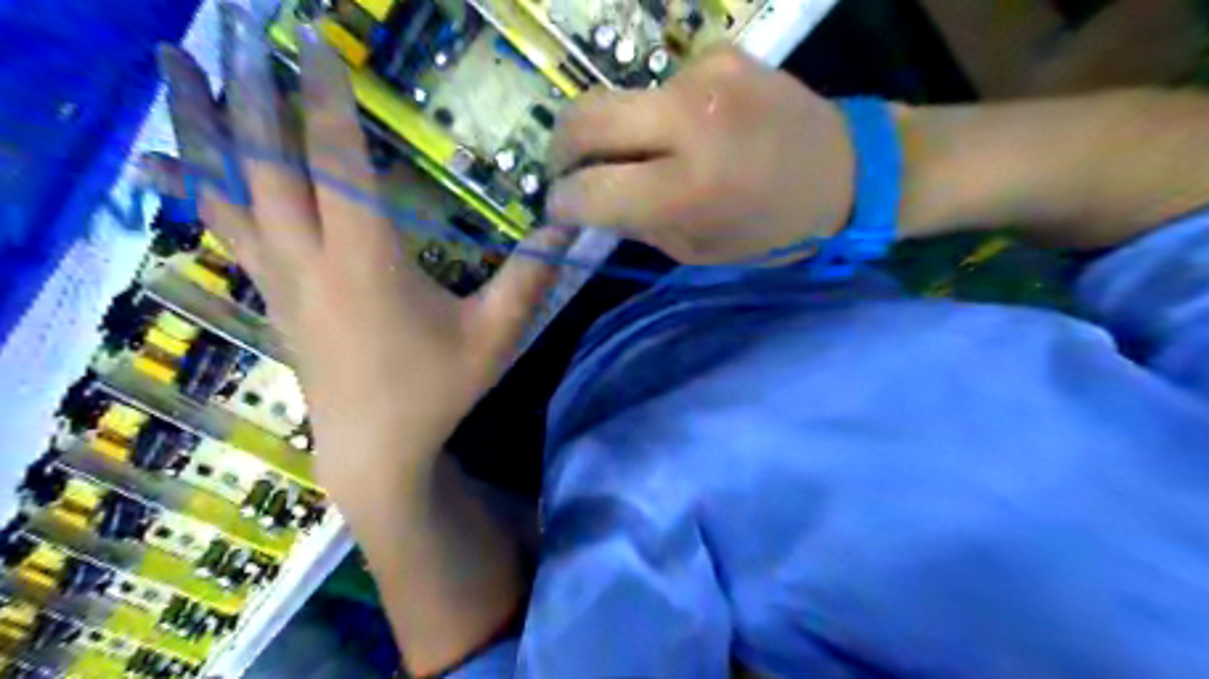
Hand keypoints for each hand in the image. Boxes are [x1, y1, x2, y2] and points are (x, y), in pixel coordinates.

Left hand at [152, 14, 572, 491]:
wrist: (374, 448)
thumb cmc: (438, 390)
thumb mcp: (496, 336)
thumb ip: (530, 277)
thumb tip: (568, 225)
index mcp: (367, 261)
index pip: (337, 162)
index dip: (325, 99)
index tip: (314, 43)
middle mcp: (310, 257)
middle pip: (263, 161)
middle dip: (246, 87)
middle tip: (228, 23)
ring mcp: (279, 276)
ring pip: (225, 188)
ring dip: (198, 121)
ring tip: (172, 62)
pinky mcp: (270, 293)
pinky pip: (221, 228)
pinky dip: (190, 186)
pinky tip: (164, 162)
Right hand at [544, 44, 853, 261]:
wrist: (849, 168)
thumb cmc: (773, 229)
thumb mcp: (700, 250)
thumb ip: (637, 225)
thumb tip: (587, 202)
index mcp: (691, 187)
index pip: (591, 188)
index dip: (563, 201)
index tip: (560, 207)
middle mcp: (691, 120)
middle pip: (583, 117)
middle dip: (561, 150)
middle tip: (570, 173)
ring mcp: (704, 76)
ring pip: (618, 100)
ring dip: (617, 133)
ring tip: (647, 157)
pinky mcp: (718, 54)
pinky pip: (659, 89)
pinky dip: (657, 116)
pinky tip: (690, 132)